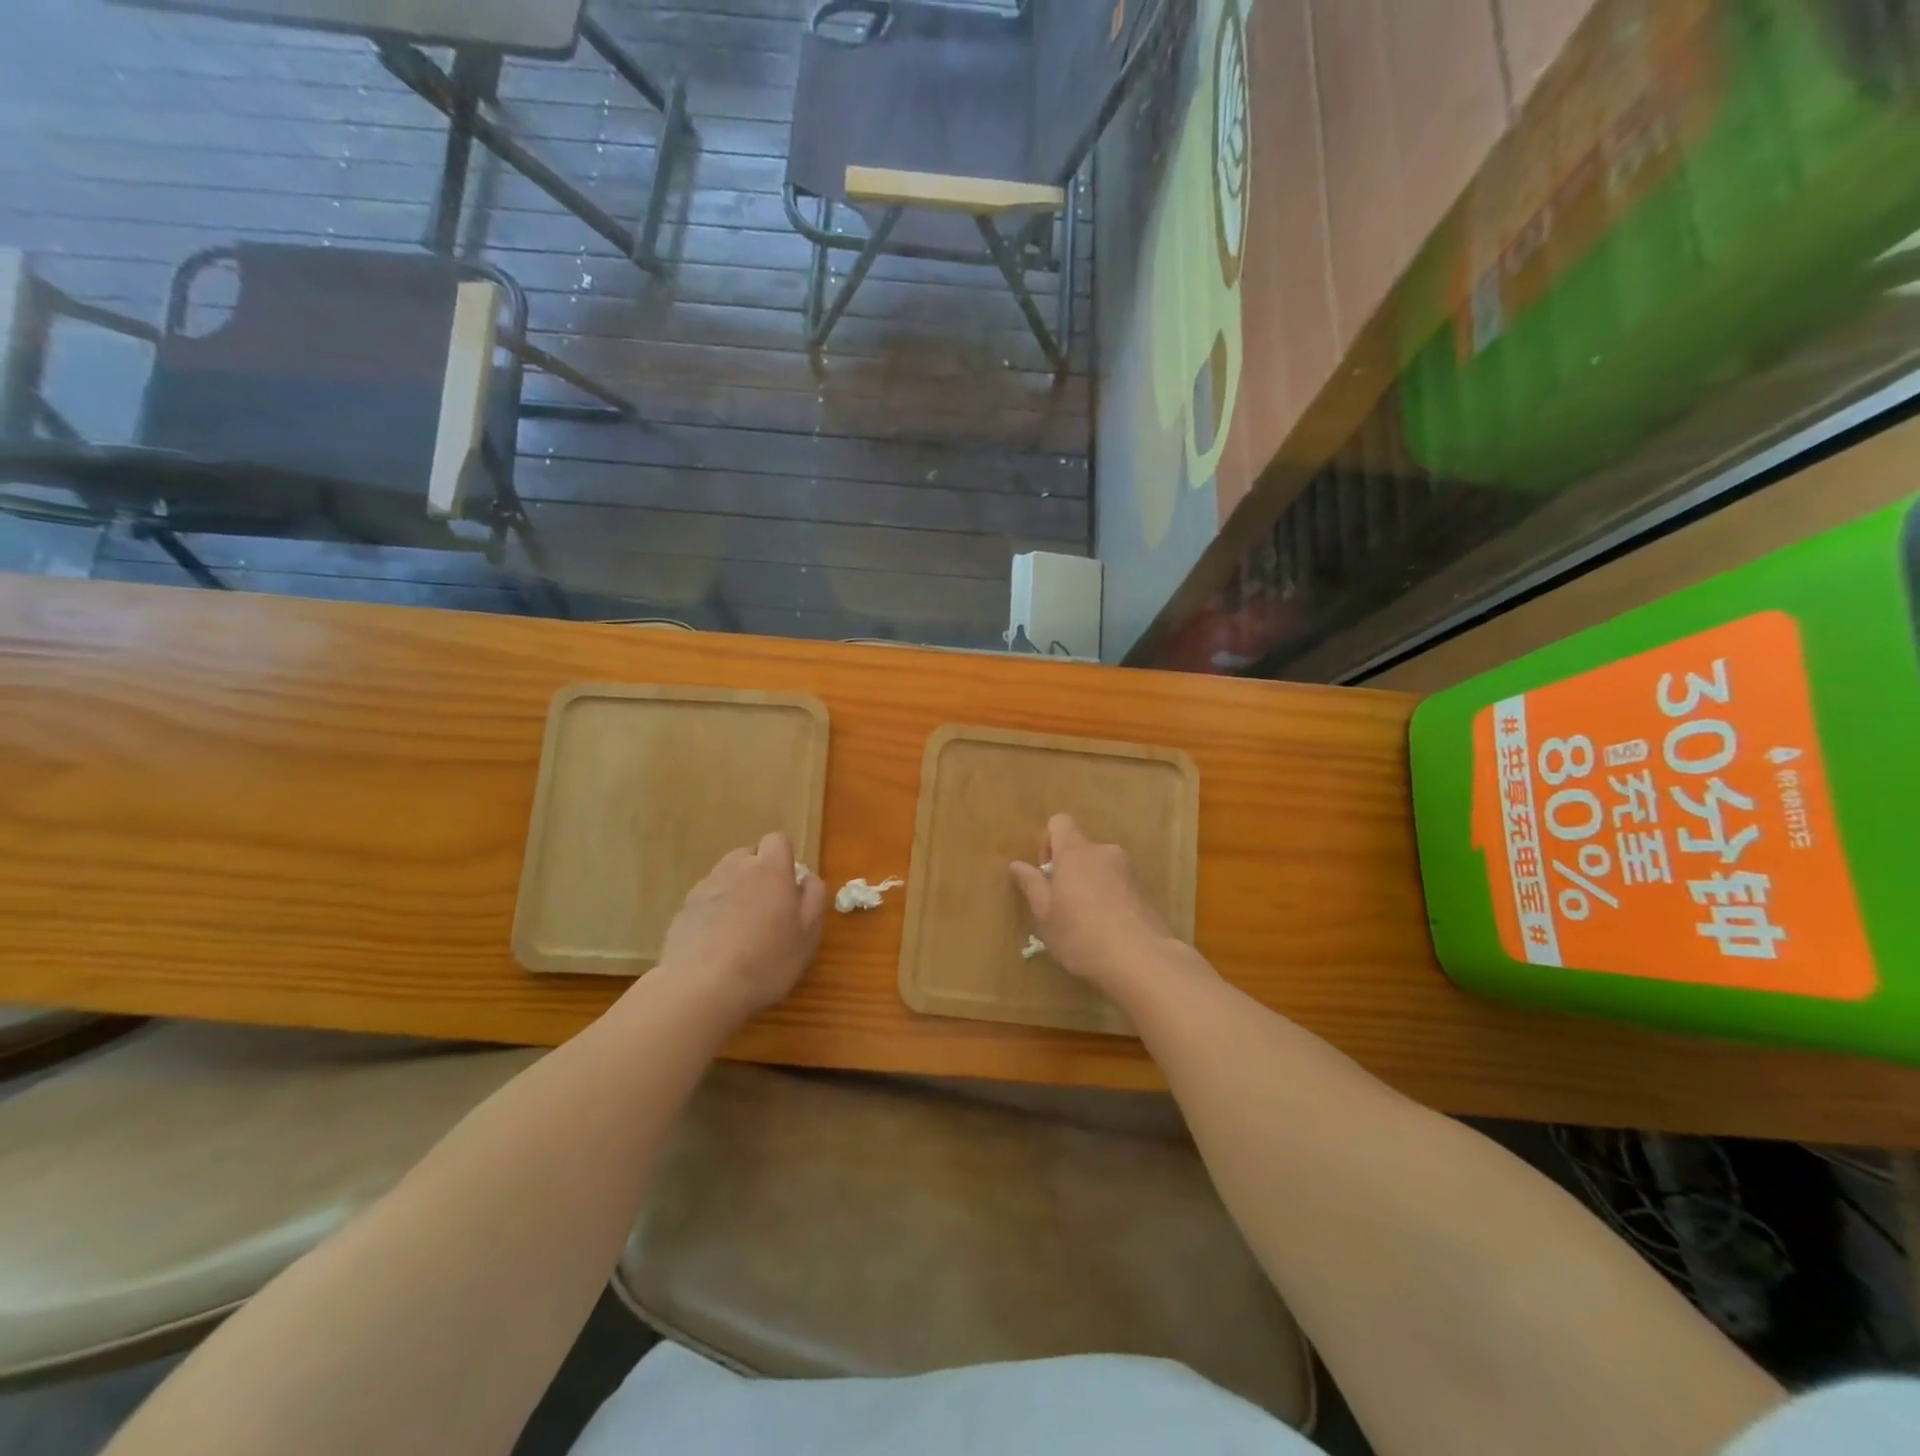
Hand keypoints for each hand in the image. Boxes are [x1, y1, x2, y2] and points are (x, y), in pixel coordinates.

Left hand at [655, 832, 827, 1019]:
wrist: (701, 989)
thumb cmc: (767, 960)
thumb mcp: (808, 933)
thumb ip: (813, 897)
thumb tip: (806, 878)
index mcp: (771, 869)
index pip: (778, 840)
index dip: (784, 859)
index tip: (788, 887)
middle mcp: (736, 868)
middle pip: (749, 855)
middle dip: (758, 874)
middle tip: (767, 910)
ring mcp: (705, 887)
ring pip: (725, 876)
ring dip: (735, 891)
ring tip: (740, 928)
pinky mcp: (683, 909)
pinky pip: (705, 900)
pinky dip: (713, 912)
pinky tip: (716, 943)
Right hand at [1010, 814, 1179, 992]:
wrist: (1141, 959)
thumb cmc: (1081, 934)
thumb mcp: (1045, 914)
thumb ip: (1031, 885)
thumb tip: (1016, 864)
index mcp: (1075, 852)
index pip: (1060, 822)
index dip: (1048, 842)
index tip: (1046, 873)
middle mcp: (1103, 852)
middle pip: (1081, 848)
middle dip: (1069, 870)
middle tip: (1061, 905)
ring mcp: (1128, 870)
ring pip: (1100, 868)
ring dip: (1090, 885)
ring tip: (1086, 922)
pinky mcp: (1145, 891)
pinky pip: (1118, 885)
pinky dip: (1109, 898)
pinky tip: (1107, 929)